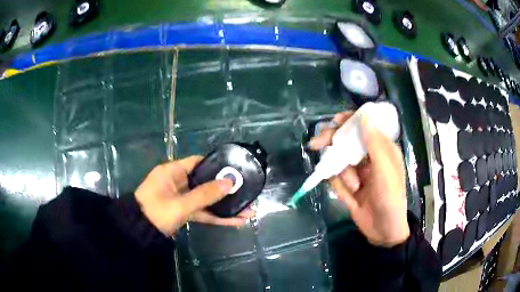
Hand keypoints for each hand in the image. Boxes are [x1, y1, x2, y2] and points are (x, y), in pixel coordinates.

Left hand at [135, 156, 254, 235]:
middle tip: (246, 192)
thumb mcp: (180, 204)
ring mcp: (181, 198)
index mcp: (173, 172)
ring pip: (205, 199)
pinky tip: (235, 221)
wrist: (139, 232)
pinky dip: (215, 217)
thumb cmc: (156, 212)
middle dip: (225, 190)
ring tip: (247, 211)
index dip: (216, 164)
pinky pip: (202, 212)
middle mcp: (178, 182)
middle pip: (205, 182)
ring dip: (223, 206)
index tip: (234, 169)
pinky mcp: (183, 212)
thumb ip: (205, 194)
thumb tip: (230, 182)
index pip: (198, 162)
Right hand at [310, 112, 408, 246]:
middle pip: (346, 141)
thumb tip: (365, 115)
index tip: (334, 122)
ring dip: (343, 173)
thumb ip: (375, 143)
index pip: (364, 126)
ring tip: (354, 189)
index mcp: (381, 149)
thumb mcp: (385, 170)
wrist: (383, 231)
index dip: (349, 121)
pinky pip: (335, 178)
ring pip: (339, 160)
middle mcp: (368, 157)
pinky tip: (349, 194)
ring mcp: (357, 172)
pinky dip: (338, 184)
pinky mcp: (348, 186)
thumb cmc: (390, 199)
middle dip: (333, 142)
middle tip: (316, 144)